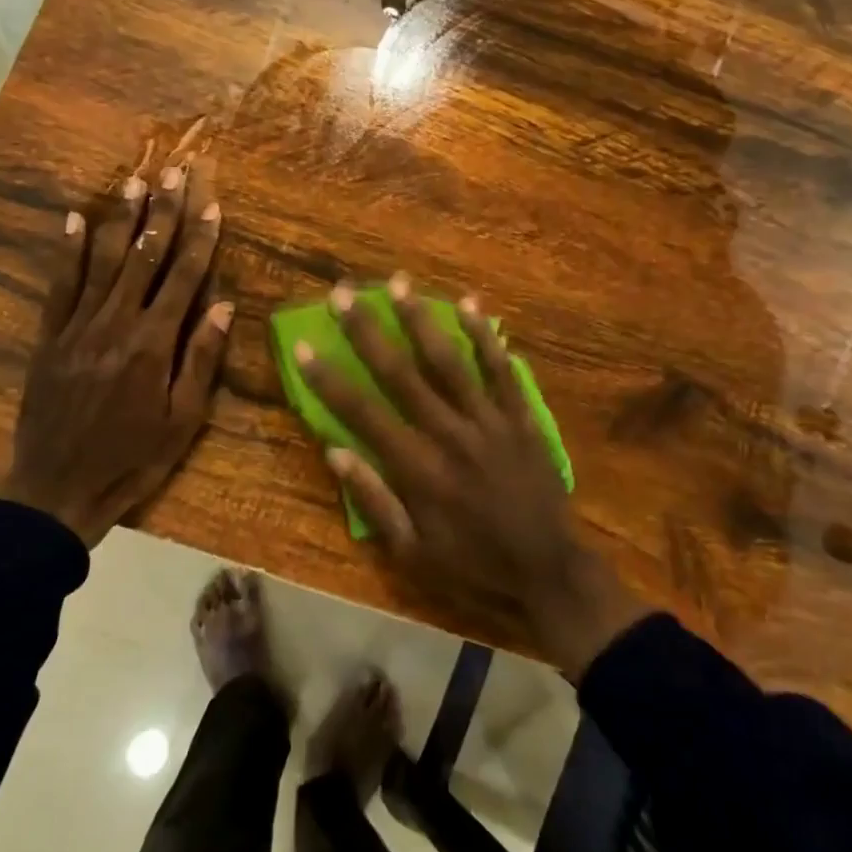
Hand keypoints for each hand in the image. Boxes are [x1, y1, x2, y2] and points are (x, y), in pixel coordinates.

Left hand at [0, 160, 232, 547]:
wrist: (57, 489)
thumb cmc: (132, 459)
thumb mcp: (182, 420)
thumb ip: (201, 359)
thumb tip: (223, 305)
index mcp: (153, 344)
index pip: (183, 278)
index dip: (199, 238)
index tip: (211, 202)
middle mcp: (116, 324)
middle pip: (144, 257)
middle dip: (163, 212)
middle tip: (174, 171)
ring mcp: (77, 327)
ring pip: (103, 261)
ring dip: (121, 219)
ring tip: (135, 181)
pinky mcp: (49, 338)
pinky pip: (59, 285)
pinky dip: (67, 250)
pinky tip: (73, 219)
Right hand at [296, 274, 649, 677]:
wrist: (548, 569)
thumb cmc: (472, 563)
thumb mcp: (412, 553)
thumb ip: (374, 501)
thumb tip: (335, 453)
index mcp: (418, 469)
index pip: (363, 413)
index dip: (329, 379)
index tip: (304, 346)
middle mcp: (449, 434)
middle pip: (401, 373)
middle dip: (368, 330)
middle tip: (343, 293)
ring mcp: (490, 421)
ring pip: (450, 361)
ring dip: (421, 319)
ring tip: (399, 282)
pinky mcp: (521, 418)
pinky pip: (501, 370)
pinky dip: (485, 337)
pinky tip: (470, 304)